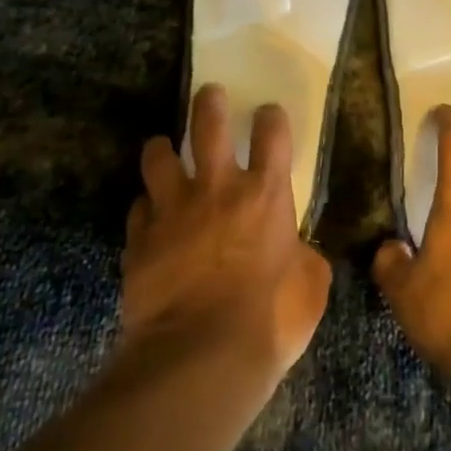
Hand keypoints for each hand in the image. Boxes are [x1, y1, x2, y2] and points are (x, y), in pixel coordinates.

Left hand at [121, 85, 332, 392]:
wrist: (200, 357)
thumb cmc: (269, 320)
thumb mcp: (311, 287)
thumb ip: (304, 256)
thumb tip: (296, 250)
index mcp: (265, 195)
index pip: (272, 135)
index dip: (271, 117)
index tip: (268, 113)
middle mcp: (216, 190)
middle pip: (207, 127)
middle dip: (209, 103)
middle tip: (209, 93)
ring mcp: (172, 212)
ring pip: (158, 157)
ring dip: (162, 149)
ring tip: (164, 148)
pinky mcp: (139, 240)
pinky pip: (139, 209)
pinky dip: (147, 207)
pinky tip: (150, 215)